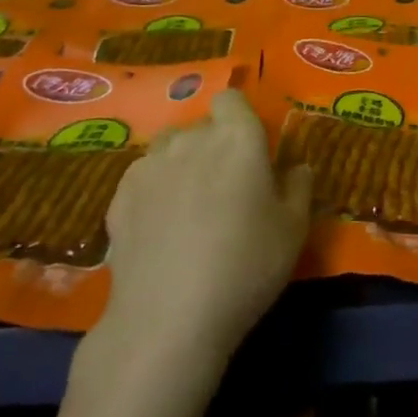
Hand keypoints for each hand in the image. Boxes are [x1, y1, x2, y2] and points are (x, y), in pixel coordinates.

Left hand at [81, 92, 312, 381]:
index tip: (250, 146)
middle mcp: (192, 139)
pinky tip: (160, 224)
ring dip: (182, 161)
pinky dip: (154, 188)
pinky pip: (143, 176)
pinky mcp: (119, 196)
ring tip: (189, 201)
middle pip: (202, 124)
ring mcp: (149, 166)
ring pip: (169, 147)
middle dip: (214, 144)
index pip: (232, 99)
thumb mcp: (294, 230)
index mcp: (238, 138)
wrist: (169, 318)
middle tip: (227, 185)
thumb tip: (296, 167)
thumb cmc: (246, 266)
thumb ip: (298, 187)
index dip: (239, 116)